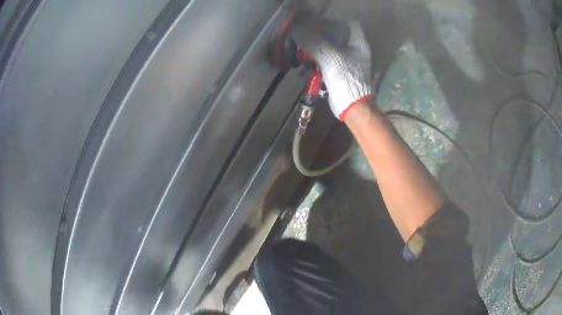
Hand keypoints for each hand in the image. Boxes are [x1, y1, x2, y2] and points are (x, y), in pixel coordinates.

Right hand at [291, 21, 372, 119]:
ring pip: (332, 48)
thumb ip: (314, 42)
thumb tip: (298, 31)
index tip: (319, 23)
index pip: (349, 24)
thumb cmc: (346, 78)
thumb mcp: (330, 57)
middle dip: (323, 34)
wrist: (351, 106)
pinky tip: (307, 61)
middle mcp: (356, 50)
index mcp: (358, 43)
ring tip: (304, 47)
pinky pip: (328, 60)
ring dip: (318, 47)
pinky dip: (318, 59)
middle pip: (339, 35)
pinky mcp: (341, 71)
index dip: (335, 21)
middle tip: (308, 34)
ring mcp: (349, 61)